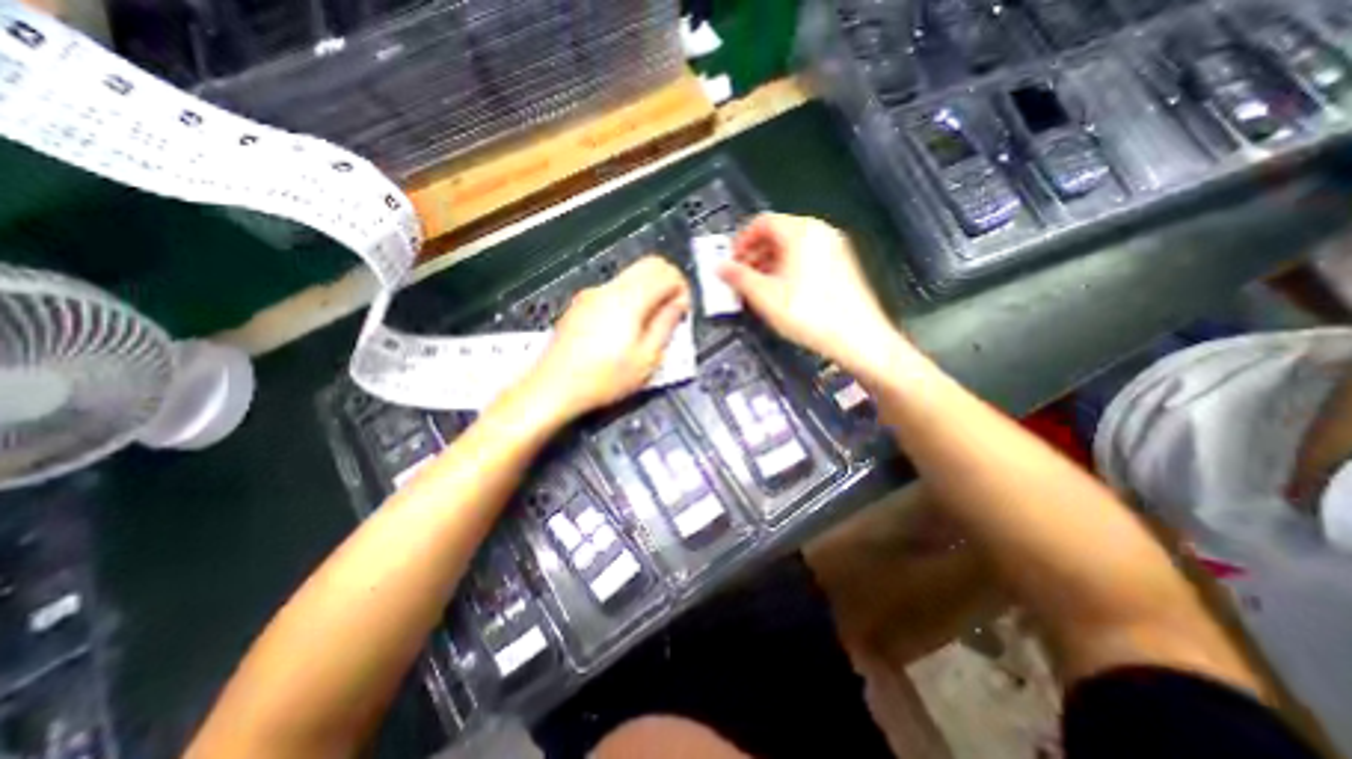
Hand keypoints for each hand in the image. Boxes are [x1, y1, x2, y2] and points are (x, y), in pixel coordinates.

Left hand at [515, 256, 689, 422]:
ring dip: (649, 290)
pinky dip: (631, 297)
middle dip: (668, 283)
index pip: (666, 272)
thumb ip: (666, 325)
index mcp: (629, 299)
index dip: (682, 287)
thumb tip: (679, 303)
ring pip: (631, 276)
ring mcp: (592, 294)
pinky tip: (626, 328)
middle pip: (649, 265)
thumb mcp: (647, 358)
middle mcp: (610, 288)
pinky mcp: (581, 304)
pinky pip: (615, 289)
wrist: (554, 387)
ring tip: (650, 324)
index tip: (683, 311)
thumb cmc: (605, 378)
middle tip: (672, 312)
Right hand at [719, 214, 918, 379]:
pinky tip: (780, 291)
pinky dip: (787, 269)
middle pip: (777, 233)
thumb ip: (739, 278)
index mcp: (801, 233)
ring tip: (757, 287)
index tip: (731, 259)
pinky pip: (806, 258)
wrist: (858, 338)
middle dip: (753, 254)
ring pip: (791, 247)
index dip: (741, 241)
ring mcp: (833, 249)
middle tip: (740, 275)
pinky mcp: (840, 265)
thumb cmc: (815, 316)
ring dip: (768, 263)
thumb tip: (721, 268)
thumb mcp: (766, 297)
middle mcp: (820, 234)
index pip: (762, 222)